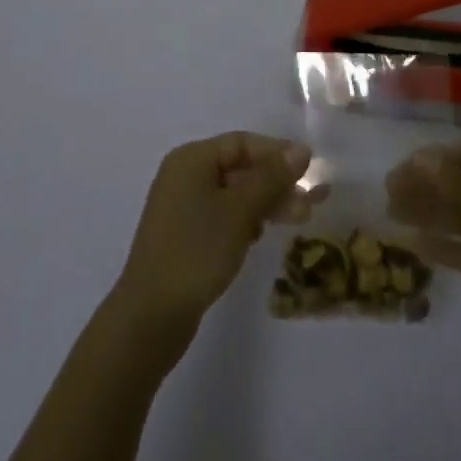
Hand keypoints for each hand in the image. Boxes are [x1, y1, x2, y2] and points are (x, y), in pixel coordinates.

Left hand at [112, 132, 310, 346]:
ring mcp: (182, 207)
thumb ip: (271, 178)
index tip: (310, 170)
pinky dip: (245, 221)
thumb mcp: (239, 211)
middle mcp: (184, 175)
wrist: (149, 318)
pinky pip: (222, 216)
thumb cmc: (196, 251)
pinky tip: (260, 237)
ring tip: (299, 220)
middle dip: (276, 182)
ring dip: (266, 203)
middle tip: (311, 202)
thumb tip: (301, 149)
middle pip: (239, 168)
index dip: (278, 153)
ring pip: (233, 194)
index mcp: (191, 159)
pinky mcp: (184, 236)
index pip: (242, 143)